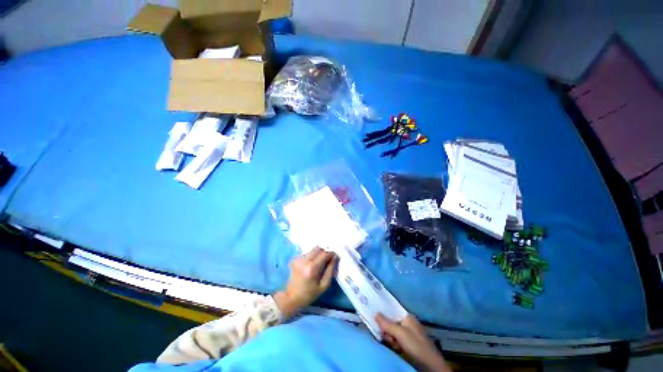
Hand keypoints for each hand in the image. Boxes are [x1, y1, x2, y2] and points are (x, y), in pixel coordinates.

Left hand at [273, 247, 337, 318]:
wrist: (291, 298)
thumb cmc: (309, 294)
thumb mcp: (323, 286)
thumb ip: (330, 270)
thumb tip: (335, 258)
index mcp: (312, 268)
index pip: (324, 254)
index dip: (331, 254)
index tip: (335, 257)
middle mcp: (304, 260)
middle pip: (318, 248)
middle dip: (324, 252)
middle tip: (327, 260)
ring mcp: (298, 259)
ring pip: (312, 250)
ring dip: (318, 254)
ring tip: (319, 264)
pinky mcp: (295, 259)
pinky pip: (307, 254)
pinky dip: (312, 257)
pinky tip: (311, 266)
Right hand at [376, 313, 450, 371]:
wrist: (431, 366)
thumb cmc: (416, 345)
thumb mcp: (400, 334)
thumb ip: (387, 324)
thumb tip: (375, 313)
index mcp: (407, 317)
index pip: (391, 311)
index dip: (384, 315)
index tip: (376, 319)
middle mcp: (407, 323)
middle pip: (391, 322)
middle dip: (387, 331)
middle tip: (389, 338)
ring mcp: (408, 334)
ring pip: (392, 333)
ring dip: (391, 339)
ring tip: (394, 345)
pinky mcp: (408, 344)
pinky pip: (396, 341)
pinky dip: (395, 345)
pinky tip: (397, 349)